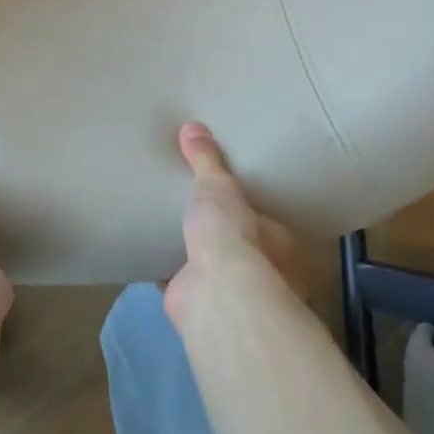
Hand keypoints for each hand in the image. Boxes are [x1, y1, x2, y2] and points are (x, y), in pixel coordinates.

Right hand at [164, 122, 307, 325]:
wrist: (215, 293)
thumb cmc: (233, 236)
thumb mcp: (218, 186)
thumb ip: (207, 160)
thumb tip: (193, 127)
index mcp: (281, 245)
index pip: (268, 223)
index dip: (250, 212)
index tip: (232, 199)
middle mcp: (265, 275)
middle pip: (243, 249)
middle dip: (224, 236)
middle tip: (200, 213)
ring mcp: (232, 295)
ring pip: (214, 270)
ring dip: (196, 257)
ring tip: (174, 231)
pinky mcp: (199, 306)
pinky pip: (181, 283)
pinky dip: (168, 272)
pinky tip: (152, 255)